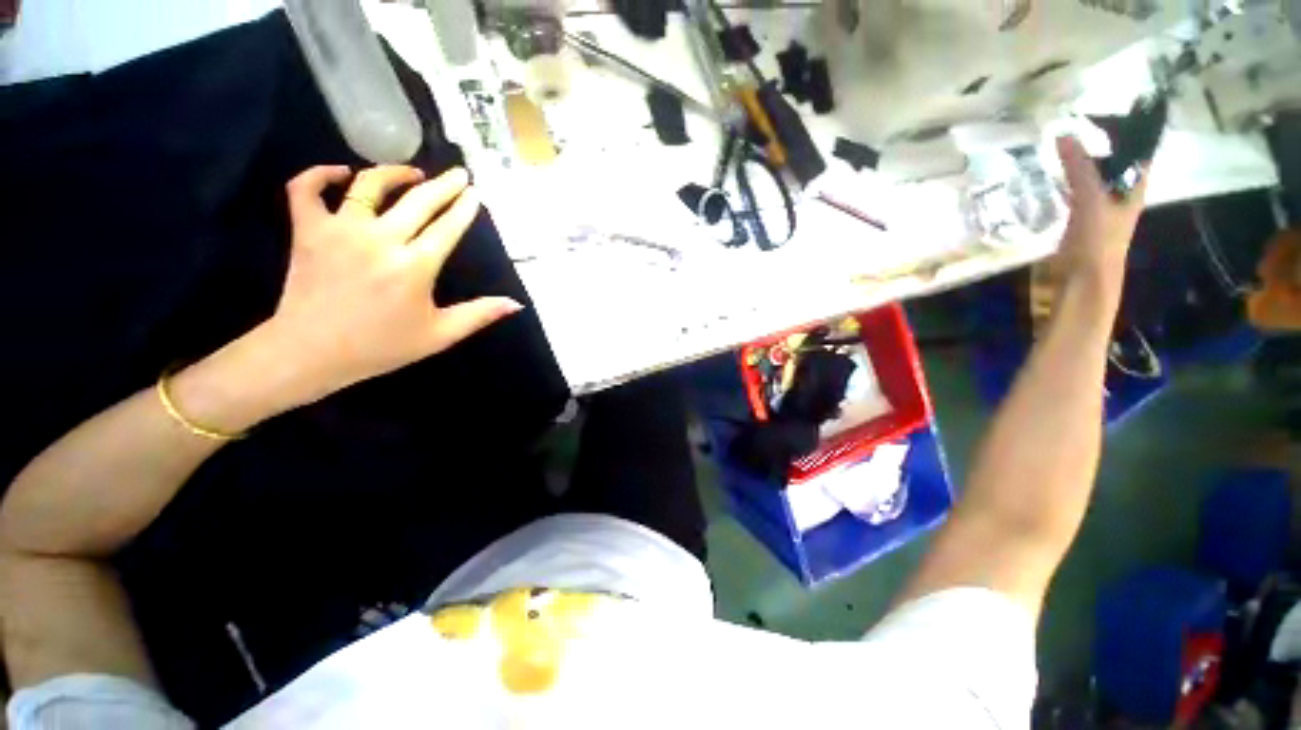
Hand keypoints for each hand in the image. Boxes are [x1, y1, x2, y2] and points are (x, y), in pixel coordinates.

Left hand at [261, 164, 521, 404]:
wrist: (311, 352)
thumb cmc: (381, 346)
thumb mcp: (439, 335)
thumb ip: (479, 315)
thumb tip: (515, 303)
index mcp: (415, 266)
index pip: (447, 228)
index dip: (464, 209)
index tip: (475, 193)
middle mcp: (380, 239)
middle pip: (418, 201)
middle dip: (443, 185)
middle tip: (458, 174)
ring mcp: (340, 230)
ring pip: (367, 185)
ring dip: (393, 173)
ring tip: (411, 172)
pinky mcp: (307, 230)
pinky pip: (306, 189)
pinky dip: (320, 174)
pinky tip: (340, 173)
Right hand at [1055, 135, 1149, 296]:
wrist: (1083, 280)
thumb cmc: (1097, 239)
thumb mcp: (1090, 199)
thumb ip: (1079, 168)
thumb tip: (1063, 134)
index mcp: (1134, 186)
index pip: (1137, 150)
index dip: (1128, 129)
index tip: (1108, 111)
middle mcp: (1121, 193)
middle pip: (1114, 161)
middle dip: (1100, 144)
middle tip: (1077, 124)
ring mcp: (1100, 207)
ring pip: (1094, 176)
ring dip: (1081, 163)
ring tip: (1061, 146)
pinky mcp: (1080, 220)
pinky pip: (1076, 192)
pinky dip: (1067, 182)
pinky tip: (1054, 178)